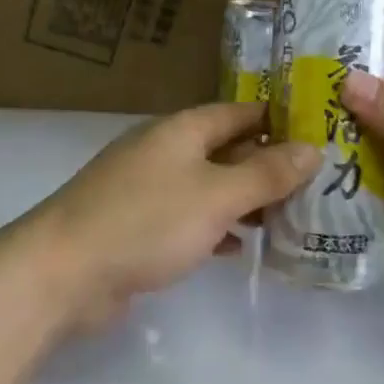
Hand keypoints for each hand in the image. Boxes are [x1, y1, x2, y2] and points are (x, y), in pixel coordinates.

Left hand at [30, 102, 319, 331]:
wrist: (65, 271)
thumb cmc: (147, 222)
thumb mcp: (216, 195)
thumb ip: (265, 174)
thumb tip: (312, 148)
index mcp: (181, 130)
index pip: (238, 112)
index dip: (277, 120)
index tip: (318, 135)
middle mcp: (163, 151)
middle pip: (224, 149)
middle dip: (265, 165)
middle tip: (314, 185)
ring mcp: (146, 189)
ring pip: (207, 186)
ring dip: (242, 200)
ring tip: (287, 217)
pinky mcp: (136, 226)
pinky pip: (187, 218)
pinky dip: (214, 227)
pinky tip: (238, 247)